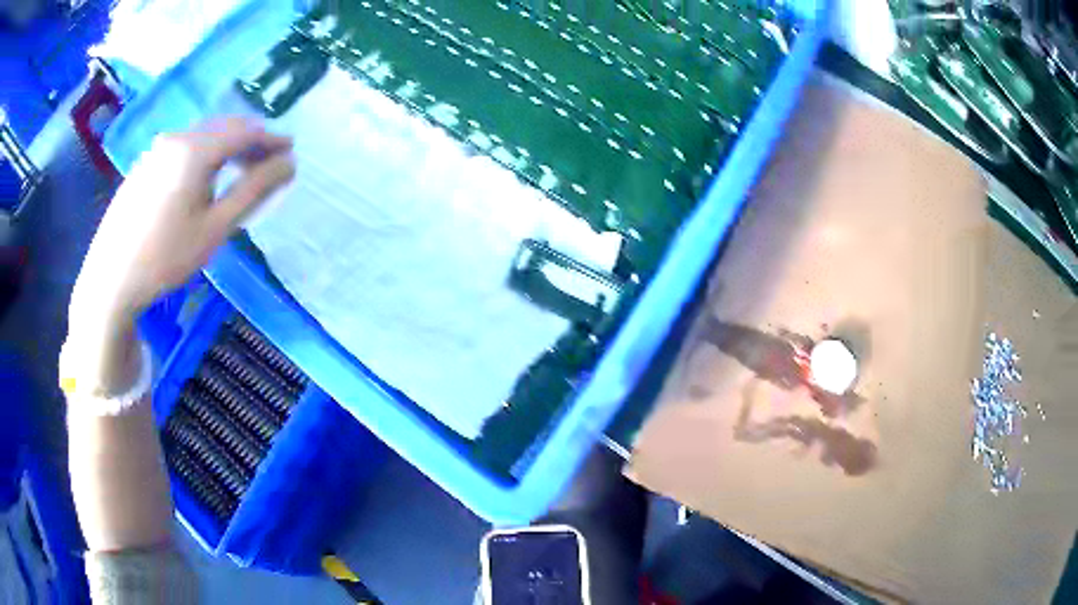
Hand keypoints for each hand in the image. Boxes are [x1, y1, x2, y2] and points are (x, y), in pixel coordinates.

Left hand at [66, 117, 293, 393]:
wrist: (111, 280)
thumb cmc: (166, 258)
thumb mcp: (215, 228)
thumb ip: (254, 190)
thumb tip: (289, 163)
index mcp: (196, 149)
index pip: (245, 132)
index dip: (271, 139)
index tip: (291, 150)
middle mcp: (177, 138)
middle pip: (223, 128)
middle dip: (250, 141)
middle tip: (269, 161)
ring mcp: (157, 150)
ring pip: (203, 137)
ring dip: (227, 148)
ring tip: (241, 169)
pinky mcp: (144, 164)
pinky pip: (184, 148)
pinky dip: (204, 155)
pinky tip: (204, 179)